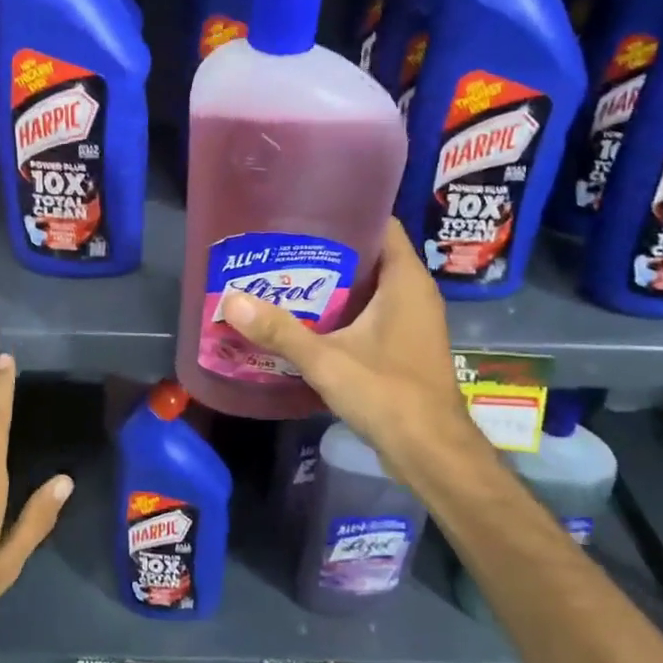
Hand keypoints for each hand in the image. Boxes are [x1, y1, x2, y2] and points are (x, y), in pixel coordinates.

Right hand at [222, 219, 488, 484]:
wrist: (431, 451)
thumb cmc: (387, 393)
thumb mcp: (327, 360)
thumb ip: (279, 331)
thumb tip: (231, 300)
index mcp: (406, 280)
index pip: (381, 224)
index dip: (346, 212)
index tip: (305, 211)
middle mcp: (414, 293)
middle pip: (370, 255)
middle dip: (329, 251)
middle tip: (282, 246)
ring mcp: (413, 322)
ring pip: (370, 288)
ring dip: (334, 285)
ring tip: (287, 278)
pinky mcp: (405, 347)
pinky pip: (373, 314)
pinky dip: (344, 312)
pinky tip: (308, 320)